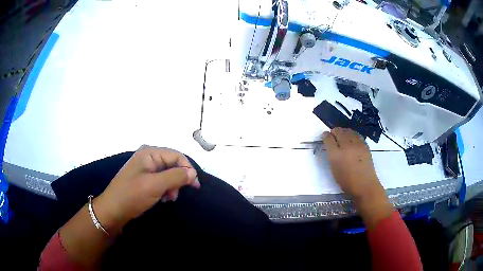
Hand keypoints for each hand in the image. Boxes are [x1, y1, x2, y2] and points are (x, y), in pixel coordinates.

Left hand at [94, 146, 199, 231]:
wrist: (113, 210)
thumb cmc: (132, 195)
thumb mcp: (155, 185)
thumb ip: (176, 176)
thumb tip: (193, 172)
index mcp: (149, 153)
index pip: (176, 156)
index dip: (188, 169)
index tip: (195, 186)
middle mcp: (148, 157)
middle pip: (172, 164)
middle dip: (178, 180)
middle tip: (175, 195)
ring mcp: (145, 168)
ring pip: (168, 174)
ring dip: (172, 186)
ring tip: (168, 199)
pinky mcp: (143, 179)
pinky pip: (160, 180)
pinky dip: (165, 189)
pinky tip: (163, 198)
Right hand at [322, 128, 391, 228]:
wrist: (365, 185)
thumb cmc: (347, 182)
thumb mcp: (334, 170)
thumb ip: (332, 157)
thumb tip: (331, 148)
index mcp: (336, 155)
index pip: (328, 139)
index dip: (325, 136)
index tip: (324, 136)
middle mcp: (346, 147)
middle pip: (338, 132)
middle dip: (334, 131)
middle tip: (333, 134)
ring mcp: (357, 145)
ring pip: (348, 131)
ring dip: (343, 131)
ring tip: (342, 134)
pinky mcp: (365, 145)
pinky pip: (357, 135)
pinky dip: (352, 134)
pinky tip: (352, 137)